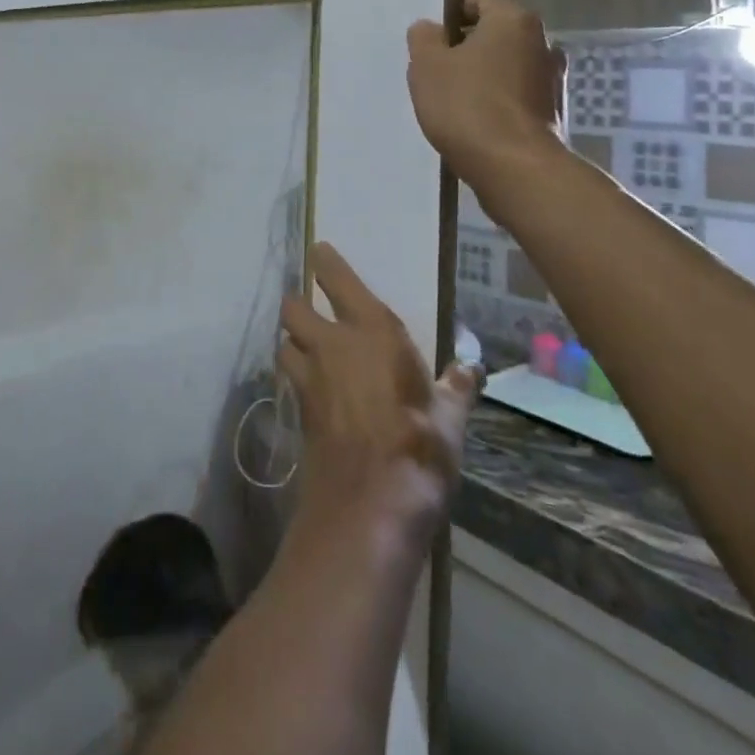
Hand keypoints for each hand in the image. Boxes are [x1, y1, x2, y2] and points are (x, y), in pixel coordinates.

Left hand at [278, 244, 480, 540]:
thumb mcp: (448, 418)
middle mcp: (332, 343)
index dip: (325, 262)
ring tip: (309, 351)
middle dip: (298, 305)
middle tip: (312, 312)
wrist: (370, 502)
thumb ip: (455, 388)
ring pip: (285, 342)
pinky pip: (290, 379)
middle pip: (293, 307)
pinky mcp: (298, 409)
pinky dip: (297, 377)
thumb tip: (469, 369)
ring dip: (293, 342)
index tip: (319, 252)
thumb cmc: (419, 446)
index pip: (337, 279)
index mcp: (371, 330)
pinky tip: (314, 390)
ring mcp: (309, 376)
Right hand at [406, 0, 565, 176]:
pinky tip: (477, 122)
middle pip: (496, 33)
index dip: (451, 16)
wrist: (515, 167)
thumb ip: (424, 38)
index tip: (431, 41)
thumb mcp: (427, 66)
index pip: (479, 0)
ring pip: (508, 65)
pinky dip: (499, 101)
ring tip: (455, 101)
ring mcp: (553, 78)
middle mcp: (543, 41)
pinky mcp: (554, 111)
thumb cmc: (467, 105)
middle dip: (468, 47)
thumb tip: (430, 28)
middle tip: (438, 71)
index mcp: (513, 20)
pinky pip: (518, 95)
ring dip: (485, 76)